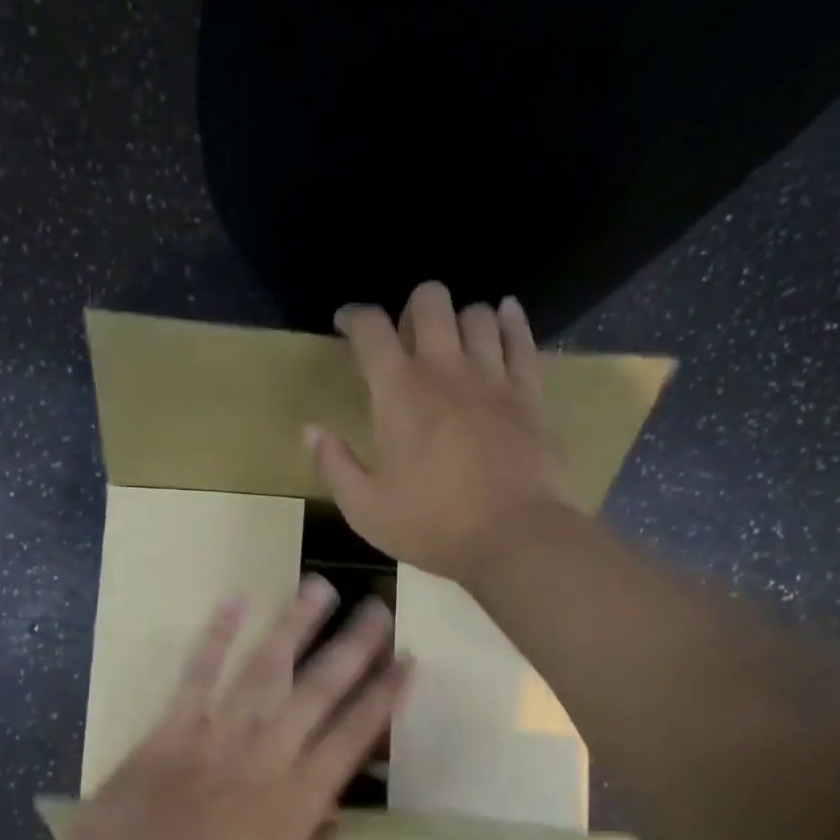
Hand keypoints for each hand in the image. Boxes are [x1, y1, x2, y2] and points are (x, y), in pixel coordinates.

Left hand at [52, 578, 410, 839]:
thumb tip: (335, 816)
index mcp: (298, 802)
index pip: (354, 736)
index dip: (384, 696)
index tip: (407, 661)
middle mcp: (267, 756)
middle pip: (320, 690)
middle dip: (353, 647)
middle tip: (378, 607)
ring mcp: (219, 735)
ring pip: (266, 669)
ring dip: (295, 625)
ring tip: (319, 587)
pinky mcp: (173, 726)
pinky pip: (199, 672)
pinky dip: (217, 634)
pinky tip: (236, 599)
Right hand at [306, 280, 579, 581]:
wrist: (513, 538)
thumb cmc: (431, 526)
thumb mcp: (364, 508)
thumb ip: (333, 464)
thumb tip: (311, 430)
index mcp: (398, 393)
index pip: (370, 329)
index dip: (354, 317)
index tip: (345, 323)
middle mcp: (445, 369)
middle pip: (430, 301)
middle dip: (413, 307)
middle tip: (407, 338)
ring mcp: (492, 377)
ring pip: (477, 314)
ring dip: (459, 319)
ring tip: (452, 342)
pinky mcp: (529, 393)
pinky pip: (522, 339)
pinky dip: (510, 320)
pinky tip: (505, 315)